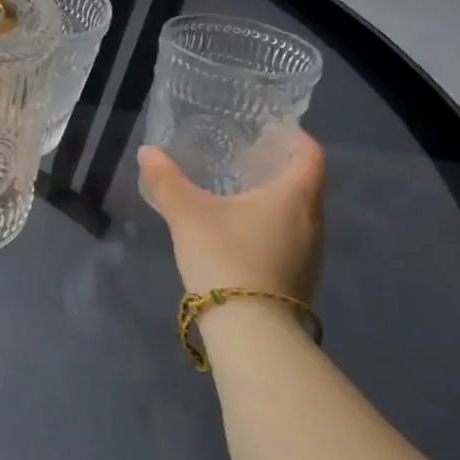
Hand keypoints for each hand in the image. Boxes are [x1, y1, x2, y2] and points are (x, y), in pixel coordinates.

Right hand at [137, 132, 325, 308]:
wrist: (250, 330)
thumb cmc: (225, 257)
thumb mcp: (187, 214)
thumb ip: (166, 180)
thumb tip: (147, 151)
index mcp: (294, 196)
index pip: (310, 154)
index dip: (295, 137)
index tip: (272, 129)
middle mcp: (313, 221)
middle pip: (307, 184)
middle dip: (282, 168)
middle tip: (248, 158)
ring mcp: (312, 254)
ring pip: (301, 214)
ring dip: (278, 200)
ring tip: (243, 193)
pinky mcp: (302, 279)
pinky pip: (293, 239)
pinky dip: (274, 226)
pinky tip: (244, 233)